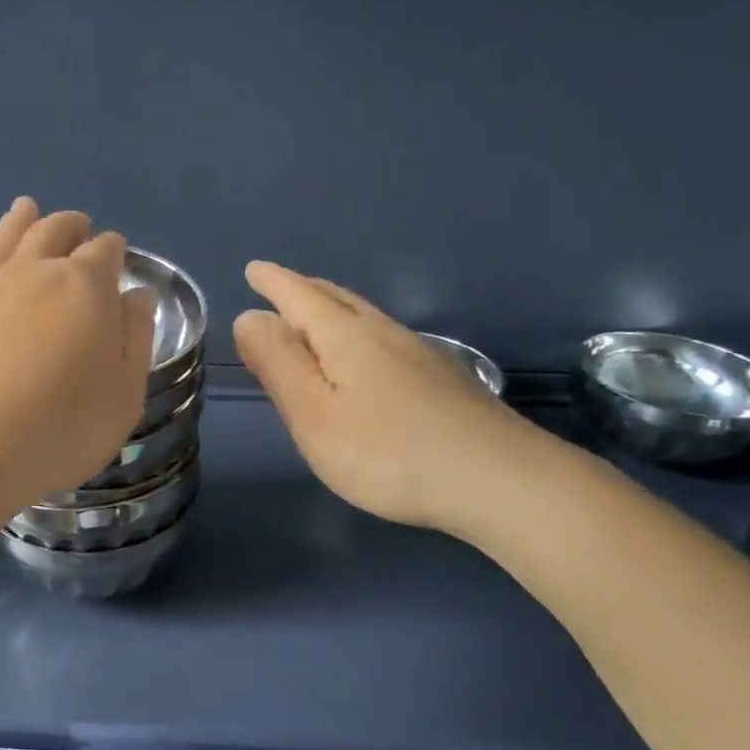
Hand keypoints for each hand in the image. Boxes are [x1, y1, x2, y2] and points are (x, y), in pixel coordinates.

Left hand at [0, 198, 157, 514]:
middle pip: (55, 229)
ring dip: (24, 220)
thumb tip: (136, 296)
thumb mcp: (124, 395)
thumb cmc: (58, 430)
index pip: (106, 249)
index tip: (117, 262)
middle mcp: (34, 269)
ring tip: (30, 210)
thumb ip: (135, 338)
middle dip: (73, 227)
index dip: (115, 252)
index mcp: (85, 285)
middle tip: (80, 230)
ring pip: (7, 235)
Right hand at [232, 262, 553, 538]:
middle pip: (335, 298)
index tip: (254, 269)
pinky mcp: (443, 378)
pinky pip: (385, 336)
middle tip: (279, 285)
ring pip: (365, 315)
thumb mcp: (315, 414)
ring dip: (332, 306)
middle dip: (302, 288)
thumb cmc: (389, 453)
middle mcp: (383, 332)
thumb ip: (278, 364)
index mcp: (345, 337)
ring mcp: (419, 353)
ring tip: (315, 313)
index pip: (299, 296)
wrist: (500, 480)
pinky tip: (367, 354)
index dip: (273, 282)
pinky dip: (358, 331)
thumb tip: (249, 316)